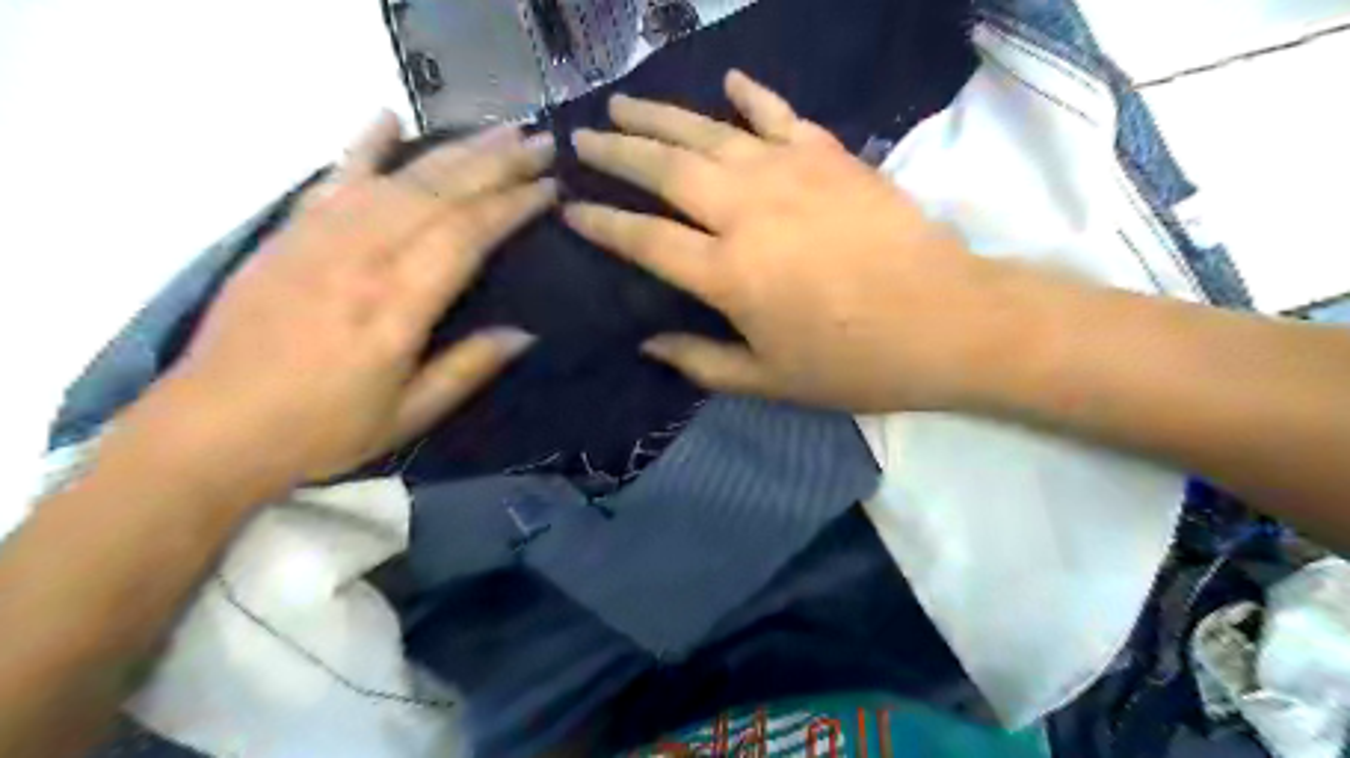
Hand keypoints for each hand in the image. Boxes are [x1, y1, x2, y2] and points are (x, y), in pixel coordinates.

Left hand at [111, 111, 551, 494]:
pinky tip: (389, 117)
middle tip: (540, 143)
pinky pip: (335, 176)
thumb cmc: (321, 429)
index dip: (512, 206)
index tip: (549, 187)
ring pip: (399, 177)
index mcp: (396, 305)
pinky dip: (364, 144)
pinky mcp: (290, 232)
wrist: (211, 426)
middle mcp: (362, 256)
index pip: (467, 235)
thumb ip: (467, 368)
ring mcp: (321, 237)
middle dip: (497, 163)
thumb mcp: (409, 414)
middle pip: (440, 192)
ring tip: (498, 130)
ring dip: (454, 149)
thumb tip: (525, 333)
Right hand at [567, 72, 1018, 415]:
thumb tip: (649, 345)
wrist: (946, 320)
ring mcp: (790, 172)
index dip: (601, 223)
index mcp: (727, 273)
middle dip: (616, 151)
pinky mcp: (830, 155)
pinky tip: (729, 83)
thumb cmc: (853, 361)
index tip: (570, 209)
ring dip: (661, 115)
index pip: (644, 239)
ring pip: (709, 132)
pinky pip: (780, 114)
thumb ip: (702, 362)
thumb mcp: (770, 380)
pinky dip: (752, 96)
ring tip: (624, 103)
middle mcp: (746, 210)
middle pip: (666, 169)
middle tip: (582, 139)